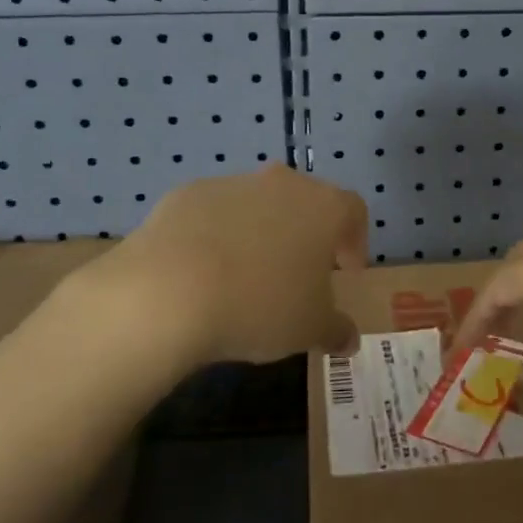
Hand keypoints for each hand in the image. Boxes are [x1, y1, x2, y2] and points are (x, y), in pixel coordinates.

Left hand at [96, 164, 367, 367]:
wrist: (168, 291)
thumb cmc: (260, 305)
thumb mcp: (310, 330)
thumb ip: (336, 330)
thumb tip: (348, 339)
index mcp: (324, 208)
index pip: (353, 212)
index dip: (354, 241)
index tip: (345, 273)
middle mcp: (282, 184)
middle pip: (305, 202)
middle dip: (305, 235)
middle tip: (297, 275)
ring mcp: (232, 184)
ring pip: (257, 205)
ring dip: (259, 233)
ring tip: (244, 278)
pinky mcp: (186, 194)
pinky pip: (213, 214)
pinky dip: (215, 236)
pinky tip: (202, 273)